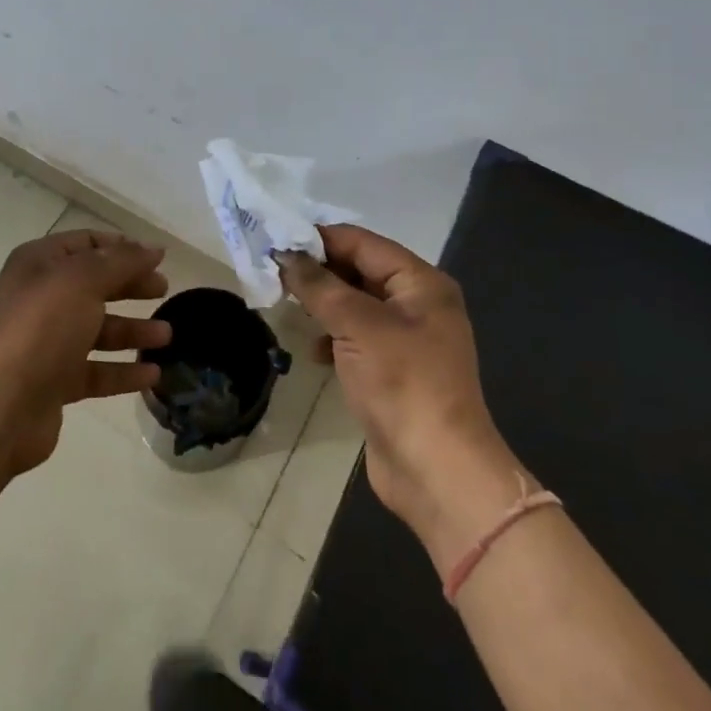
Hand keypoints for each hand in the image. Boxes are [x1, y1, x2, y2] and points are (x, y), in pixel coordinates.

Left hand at [0, 228, 171, 473]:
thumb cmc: (40, 328)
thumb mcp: (82, 280)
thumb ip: (121, 261)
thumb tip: (153, 248)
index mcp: (39, 264)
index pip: (85, 244)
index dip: (121, 247)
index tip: (157, 257)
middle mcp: (40, 298)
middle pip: (94, 285)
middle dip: (130, 285)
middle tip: (164, 290)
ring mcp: (46, 343)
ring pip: (97, 329)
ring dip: (132, 330)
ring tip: (167, 336)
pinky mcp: (53, 382)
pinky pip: (95, 371)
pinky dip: (123, 371)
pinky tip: (153, 375)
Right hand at [277, 226, 525, 573]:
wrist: (437, 471)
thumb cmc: (402, 384)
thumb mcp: (357, 325)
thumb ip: (319, 285)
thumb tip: (286, 255)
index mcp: (421, 283)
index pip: (363, 242)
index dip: (320, 238)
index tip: (277, 239)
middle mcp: (418, 304)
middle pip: (359, 270)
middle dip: (318, 271)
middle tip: (273, 271)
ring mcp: (407, 339)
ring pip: (355, 304)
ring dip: (323, 303)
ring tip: (286, 305)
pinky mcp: (394, 370)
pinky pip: (356, 337)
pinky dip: (333, 336)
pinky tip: (312, 350)